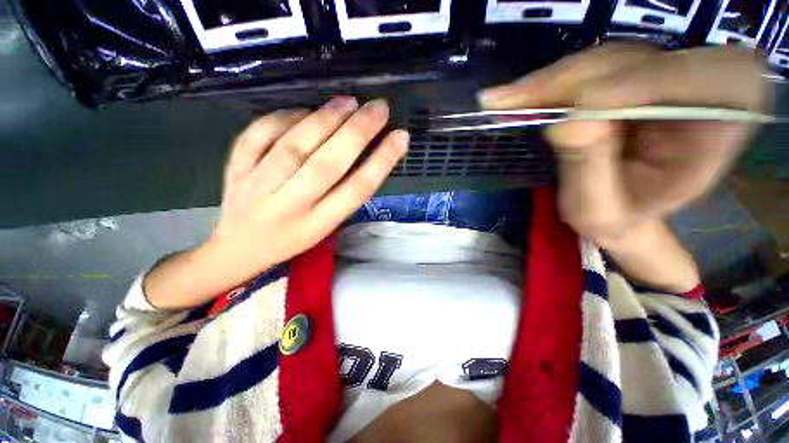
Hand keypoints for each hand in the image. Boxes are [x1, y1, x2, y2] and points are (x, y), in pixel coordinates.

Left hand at [211, 97, 407, 273]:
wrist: (239, 248)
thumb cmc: (292, 239)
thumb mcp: (325, 227)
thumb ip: (344, 195)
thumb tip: (368, 153)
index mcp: (317, 224)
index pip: (356, 190)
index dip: (381, 162)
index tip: (400, 137)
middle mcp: (289, 206)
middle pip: (327, 165)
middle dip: (357, 133)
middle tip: (379, 108)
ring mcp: (257, 186)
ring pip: (294, 146)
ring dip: (325, 119)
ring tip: (349, 102)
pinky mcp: (235, 169)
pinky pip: (257, 136)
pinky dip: (284, 117)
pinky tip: (305, 110)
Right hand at [481, 43, 770, 242]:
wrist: (627, 210)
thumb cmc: (618, 218)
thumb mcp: (600, 209)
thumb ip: (589, 169)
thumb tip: (565, 125)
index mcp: (718, 124)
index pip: (679, 82)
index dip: (616, 90)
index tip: (559, 115)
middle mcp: (701, 84)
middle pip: (631, 62)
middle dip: (564, 84)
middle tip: (505, 102)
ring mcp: (667, 72)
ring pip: (604, 60)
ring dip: (550, 82)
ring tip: (505, 101)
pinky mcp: (637, 74)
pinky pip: (592, 68)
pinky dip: (553, 82)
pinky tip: (522, 95)